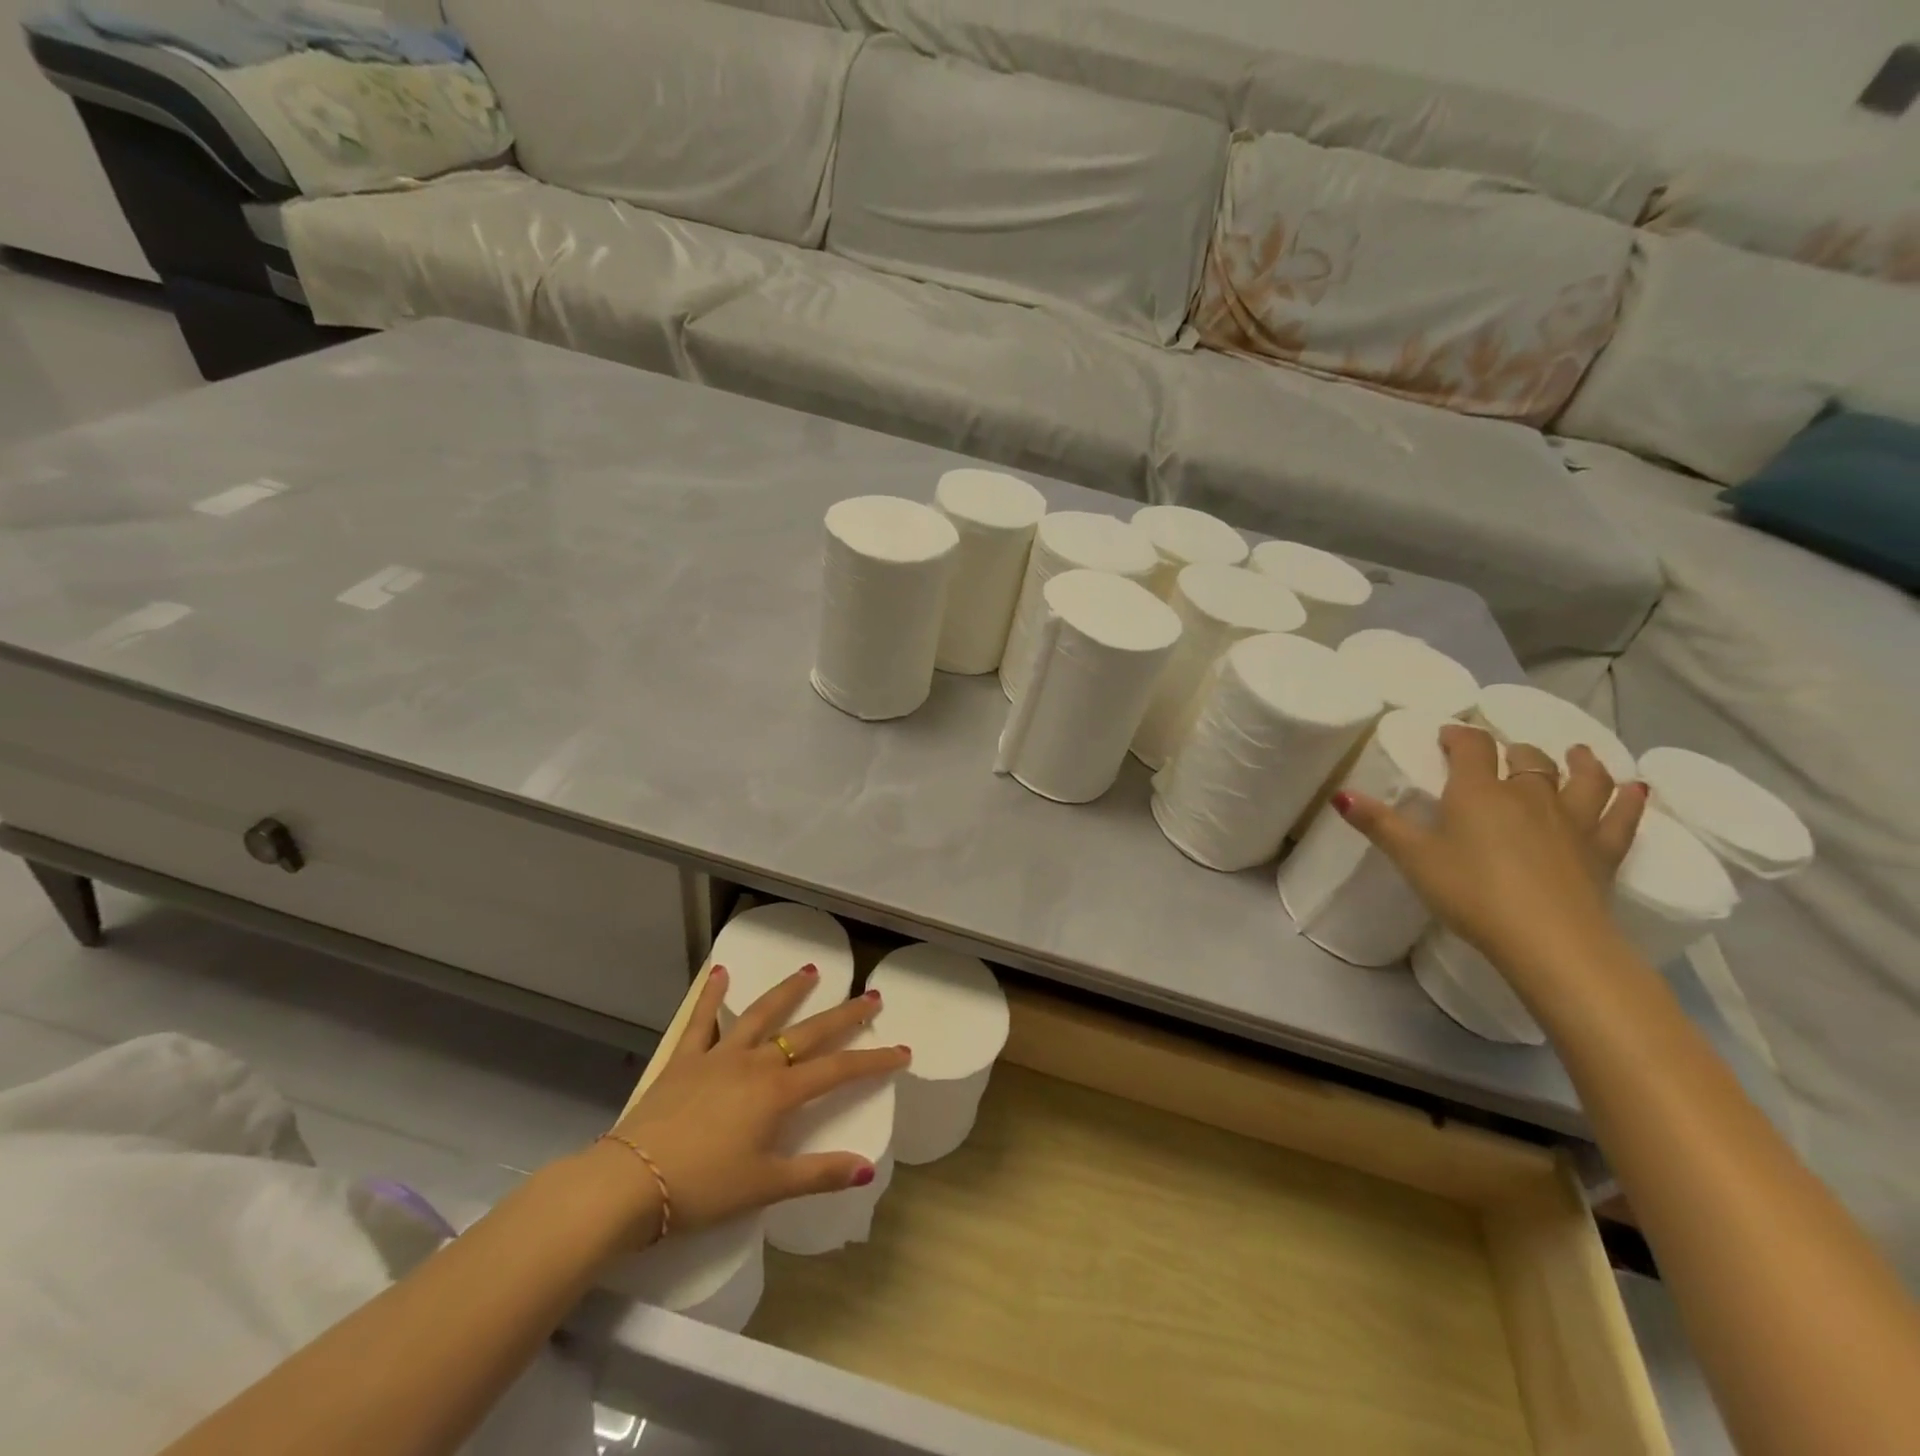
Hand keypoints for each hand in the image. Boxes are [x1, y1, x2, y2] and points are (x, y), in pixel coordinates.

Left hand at [605, 966, 908, 1238]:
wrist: (630, 1183)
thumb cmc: (703, 1188)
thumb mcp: (766, 1186)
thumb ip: (818, 1174)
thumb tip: (867, 1169)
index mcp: (778, 1093)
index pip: (838, 1071)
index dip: (873, 1061)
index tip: (902, 1051)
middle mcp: (755, 1063)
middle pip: (808, 1033)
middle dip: (844, 1016)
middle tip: (871, 997)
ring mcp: (718, 1056)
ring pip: (761, 1015)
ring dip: (788, 992)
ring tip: (811, 971)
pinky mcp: (685, 1060)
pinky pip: (701, 1021)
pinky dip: (712, 996)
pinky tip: (721, 973)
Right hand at [1335, 724, 1647, 972]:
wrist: (1548, 939)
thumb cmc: (1470, 893)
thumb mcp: (1413, 858)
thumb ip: (1378, 824)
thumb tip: (1340, 794)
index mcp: (1477, 792)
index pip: (1471, 747)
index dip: (1459, 735)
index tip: (1448, 735)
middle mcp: (1528, 795)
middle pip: (1525, 759)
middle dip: (1511, 750)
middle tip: (1501, 752)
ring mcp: (1572, 821)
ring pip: (1579, 779)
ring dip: (1577, 761)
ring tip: (1576, 752)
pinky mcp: (1604, 850)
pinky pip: (1622, 817)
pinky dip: (1631, 799)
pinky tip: (1638, 788)